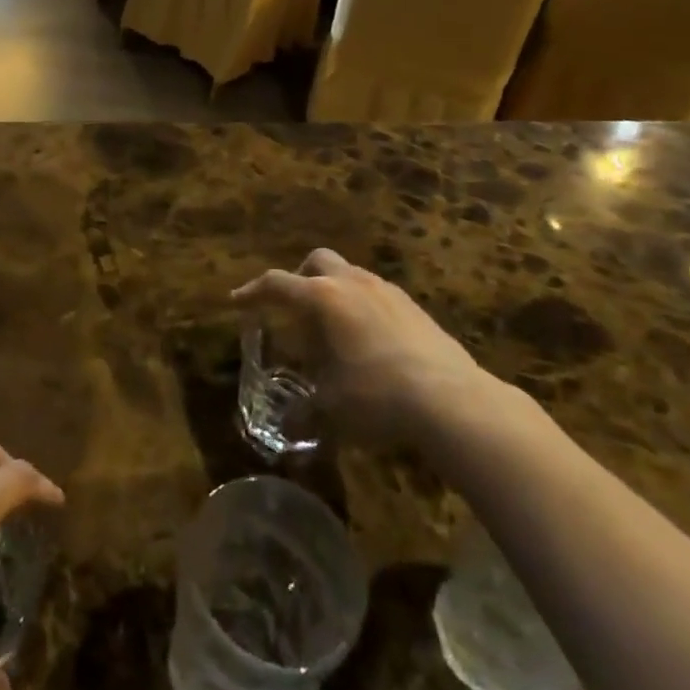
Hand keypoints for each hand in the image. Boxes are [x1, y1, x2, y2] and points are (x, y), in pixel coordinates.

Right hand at [233, 248, 500, 446]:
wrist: (453, 400)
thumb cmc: (377, 396)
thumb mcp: (331, 408)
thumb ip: (304, 412)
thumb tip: (285, 428)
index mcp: (323, 298)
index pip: (276, 284)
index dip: (253, 292)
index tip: (237, 301)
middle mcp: (352, 283)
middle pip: (316, 261)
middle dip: (299, 278)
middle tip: (294, 309)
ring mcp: (387, 292)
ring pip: (350, 274)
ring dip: (333, 292)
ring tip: (332, 330)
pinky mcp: (414, 308)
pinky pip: (376, 295)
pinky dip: (362, 307)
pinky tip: (369, 343)